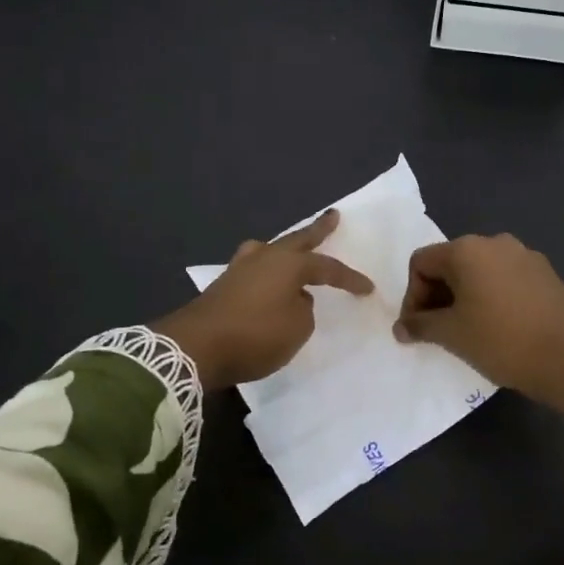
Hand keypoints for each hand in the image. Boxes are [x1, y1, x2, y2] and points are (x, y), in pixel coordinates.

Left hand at [154, 209, 371, 389]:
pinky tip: (267, 279)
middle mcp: (265, 258)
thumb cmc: (255, 335)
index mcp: (288, 264)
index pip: (328, 267)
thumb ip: (303, 310)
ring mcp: (240, 269)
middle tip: (332, 216)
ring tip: (291, 249)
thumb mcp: (296, 328)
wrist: (195, 348)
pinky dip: (267, 271)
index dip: (349, 279)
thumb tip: (294, 300)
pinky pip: (255, 269)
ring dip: (285, 248)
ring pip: (270, 250)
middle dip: (317, 229)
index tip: (368, 289)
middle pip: (297, 240)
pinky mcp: (223, 286)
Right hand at [392, 233, 563, 399]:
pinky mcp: (546, 274)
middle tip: (437, 332)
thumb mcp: (452, 334)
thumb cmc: (501, 341)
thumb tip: (402, 327)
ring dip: (465, 297)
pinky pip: (506, 280)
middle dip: (437, 296)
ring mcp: (526, 256)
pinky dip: (492, 298)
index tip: (417, 329)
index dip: (412, 296)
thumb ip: (420, 325)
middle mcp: (496, 242)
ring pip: (480, 272)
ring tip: (467, 331)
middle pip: (451, 263)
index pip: (422, 263)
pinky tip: (499, 327)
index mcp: (468, 249)